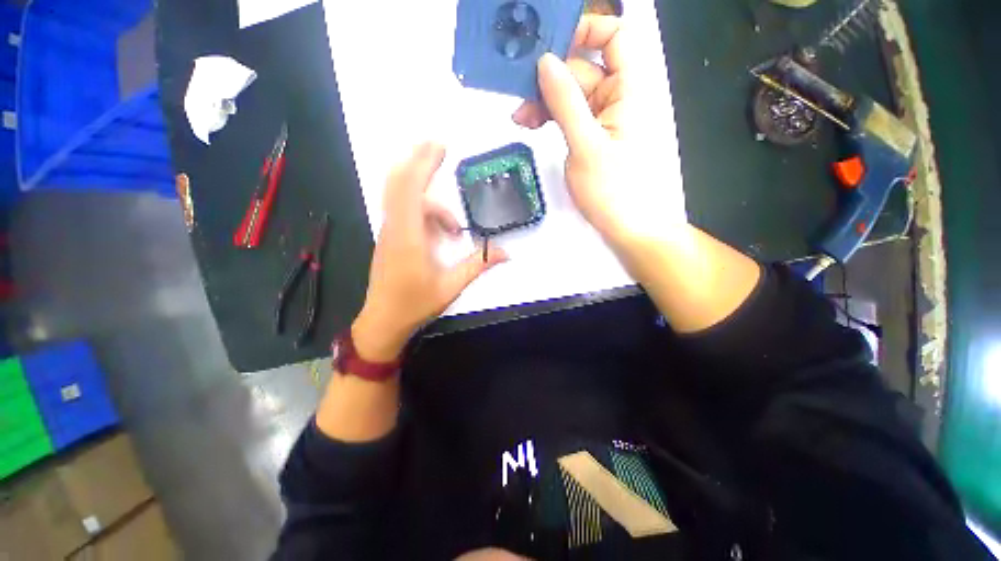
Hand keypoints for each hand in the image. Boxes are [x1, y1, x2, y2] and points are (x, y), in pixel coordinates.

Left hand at [352, 143, 507, 362]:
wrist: (383, 321)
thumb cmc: (415, 304)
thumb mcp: (451, 286)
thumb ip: (477, 265)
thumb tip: (505, 253)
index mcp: (408, 237)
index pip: (411, 190)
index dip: (423, 164)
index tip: (440, 146)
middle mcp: (394, 228)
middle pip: (400, 183)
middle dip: (420, 161)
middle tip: (440, 147)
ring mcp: (389, 232)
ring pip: (402, 197)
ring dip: (429, 198)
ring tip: (455, 229)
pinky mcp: (389, 238)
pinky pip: (403, 211)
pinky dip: (424, 211)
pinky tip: (442, 234)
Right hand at [512, 15, 687, 243]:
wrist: (627, 226)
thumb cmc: (614, 191)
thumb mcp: (586, 145)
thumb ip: (566, 103)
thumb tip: (546, 64)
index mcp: (627, 90)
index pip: (615, 36)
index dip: (586, 30)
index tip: (552, 43)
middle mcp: (616, 98)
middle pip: (582, 68)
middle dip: (549, 78)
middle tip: (520, 92)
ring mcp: (601, 119)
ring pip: (570, 95)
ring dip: (543, 101)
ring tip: (521, 117)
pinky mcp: (590, 137)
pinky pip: (568, 116)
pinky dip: (549, 118)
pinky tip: (531, 124)